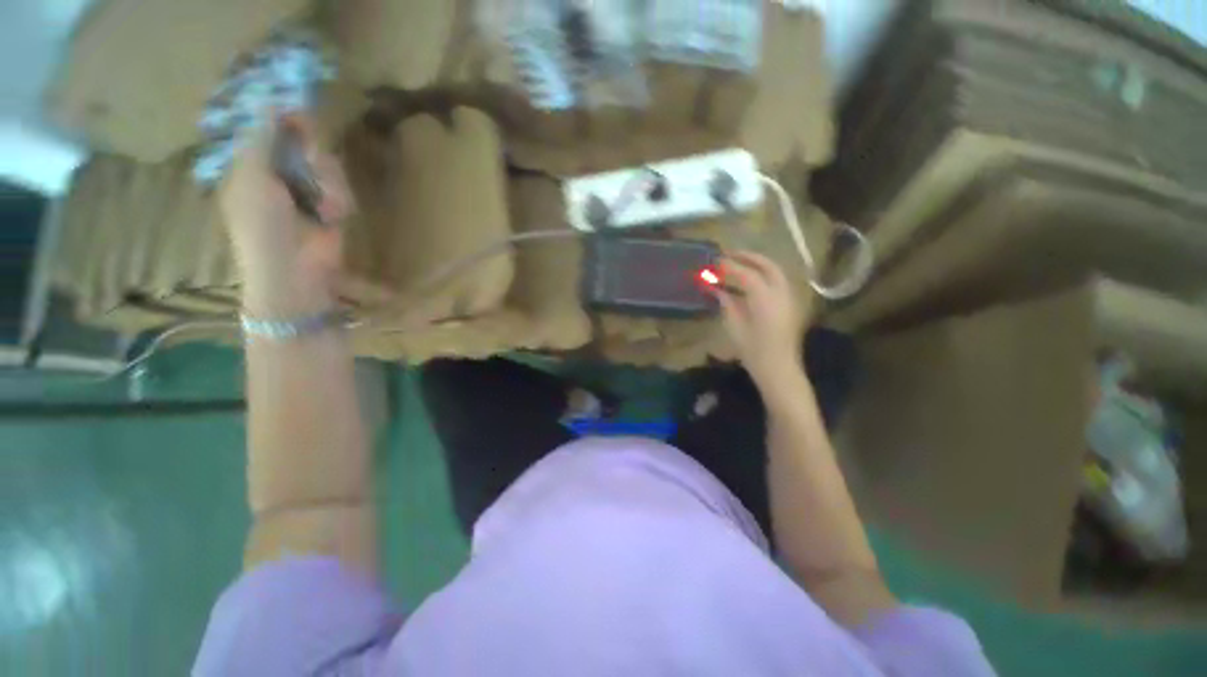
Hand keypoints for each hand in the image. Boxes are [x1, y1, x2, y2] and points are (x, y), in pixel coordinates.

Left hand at [220, 114, 352, 314]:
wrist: (296, 272)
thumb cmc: (265, 226)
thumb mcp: (254, 177)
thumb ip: (264, 140)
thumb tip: (275, 103)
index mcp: (248, 167)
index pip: (267, 132)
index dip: (284, 122)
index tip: (301, 115)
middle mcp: (277, 176)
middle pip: (303, 146)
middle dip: (313, 157)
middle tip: (314, 162)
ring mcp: (306, 194)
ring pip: (326, 167)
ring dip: (329, 183)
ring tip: (324, 205)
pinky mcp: (332, 210)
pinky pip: (341, 190)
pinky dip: (339, 201)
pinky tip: (332, 216)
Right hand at [717, 251, 806, 388]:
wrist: (779, 369)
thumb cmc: (754, 351)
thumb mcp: (735, 327)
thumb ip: (727, 303)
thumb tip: (716, 288)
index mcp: (765, 299)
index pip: (746, 274)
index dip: (729, 266)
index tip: (714, 262)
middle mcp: (781, 293)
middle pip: (767, 265)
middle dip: (748, 257)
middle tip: (729, 254)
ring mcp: (789, 298)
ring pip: (775, 272)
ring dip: (757, 264)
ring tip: (738, 263)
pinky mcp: (790, 305)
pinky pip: (777, 282)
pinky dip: (763, 276)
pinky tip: (749, 282)